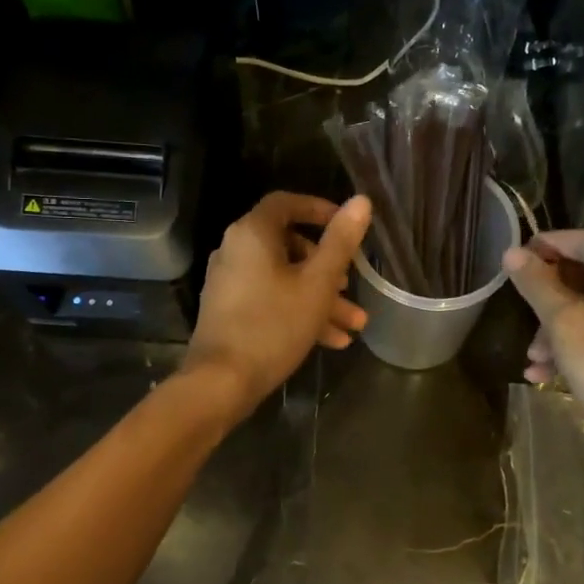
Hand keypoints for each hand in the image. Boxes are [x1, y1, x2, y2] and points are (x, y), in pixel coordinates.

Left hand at [183, 192, 371, 417]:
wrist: (222, 382)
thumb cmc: (274, 325)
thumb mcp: (317, 283)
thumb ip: (340, 241)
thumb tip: (361, 201)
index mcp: (253, 234)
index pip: (287, 203)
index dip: (320, 209)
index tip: (347, 226)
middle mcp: (236, 250)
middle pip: (290, 246)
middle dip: (329, 268)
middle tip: (353, 285)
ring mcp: (231, 282)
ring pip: (285, 279)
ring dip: (321, 297)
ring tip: (354, 324)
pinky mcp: (231, 310)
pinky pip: (272, 299)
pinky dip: (300, 311)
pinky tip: (333, 340)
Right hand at [504, 230, 583, 451]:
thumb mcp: (564, 322)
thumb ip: (537, 284)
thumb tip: (512, 253)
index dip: (549, 242)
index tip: (516, 255)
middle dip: (548, 294)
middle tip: (519, 303)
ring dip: (554, 327)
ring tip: (532, 355)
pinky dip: (572, 345)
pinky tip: (543, 374)